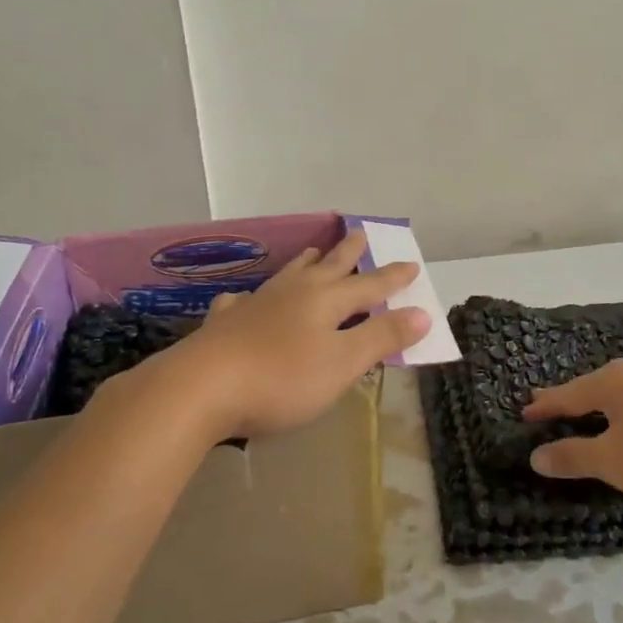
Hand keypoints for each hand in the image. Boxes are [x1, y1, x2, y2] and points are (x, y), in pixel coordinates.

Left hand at [147, 229, 429, 439]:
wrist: (200, 389)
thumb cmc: (281, 379)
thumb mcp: (342, 363)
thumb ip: (381, 337)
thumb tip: (422, 313)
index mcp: (325, 301)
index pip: (369, 286)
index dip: (392, 278)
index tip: (412, 264)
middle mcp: (292, 294)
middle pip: (328, 268)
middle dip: (348, 254)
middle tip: (359, 234)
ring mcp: (254, 306)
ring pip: (287, 276)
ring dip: (305, 264)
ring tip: (313, 253)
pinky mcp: (224, 324)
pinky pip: (242, 302)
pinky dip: (250, 297)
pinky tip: (243, 299)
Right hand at [525, 359, 622, 500]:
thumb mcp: (611, 461)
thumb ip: (572, 456)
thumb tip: (536, 456)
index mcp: (610, 382)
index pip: (566, 394)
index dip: (544, 407)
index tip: (524, 413)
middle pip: (591, 387)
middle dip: (569, 399)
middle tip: (546, 406)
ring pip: (618, 392)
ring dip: (598, 405)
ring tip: (584, 412)